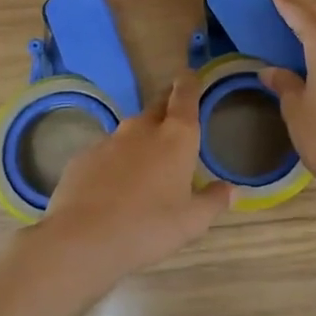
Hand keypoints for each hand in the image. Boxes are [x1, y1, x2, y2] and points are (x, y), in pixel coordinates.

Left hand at [31, 72, 232, 293]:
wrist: (83, 239)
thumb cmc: (149, 227)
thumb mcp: (192, 222)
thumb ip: (213, 201)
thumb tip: (231, 190)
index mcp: (176, 137)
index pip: (185, 96)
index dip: (189, 83)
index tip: (190, 76)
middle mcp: (142, 129)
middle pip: (157, 105)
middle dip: (167, 105)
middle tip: (175, 118)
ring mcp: (109, 141)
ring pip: (130, 131)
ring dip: (140, 139)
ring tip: (145, 164)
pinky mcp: (83, 157)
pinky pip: (105, 152)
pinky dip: (114, 162)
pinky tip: (112, 187)